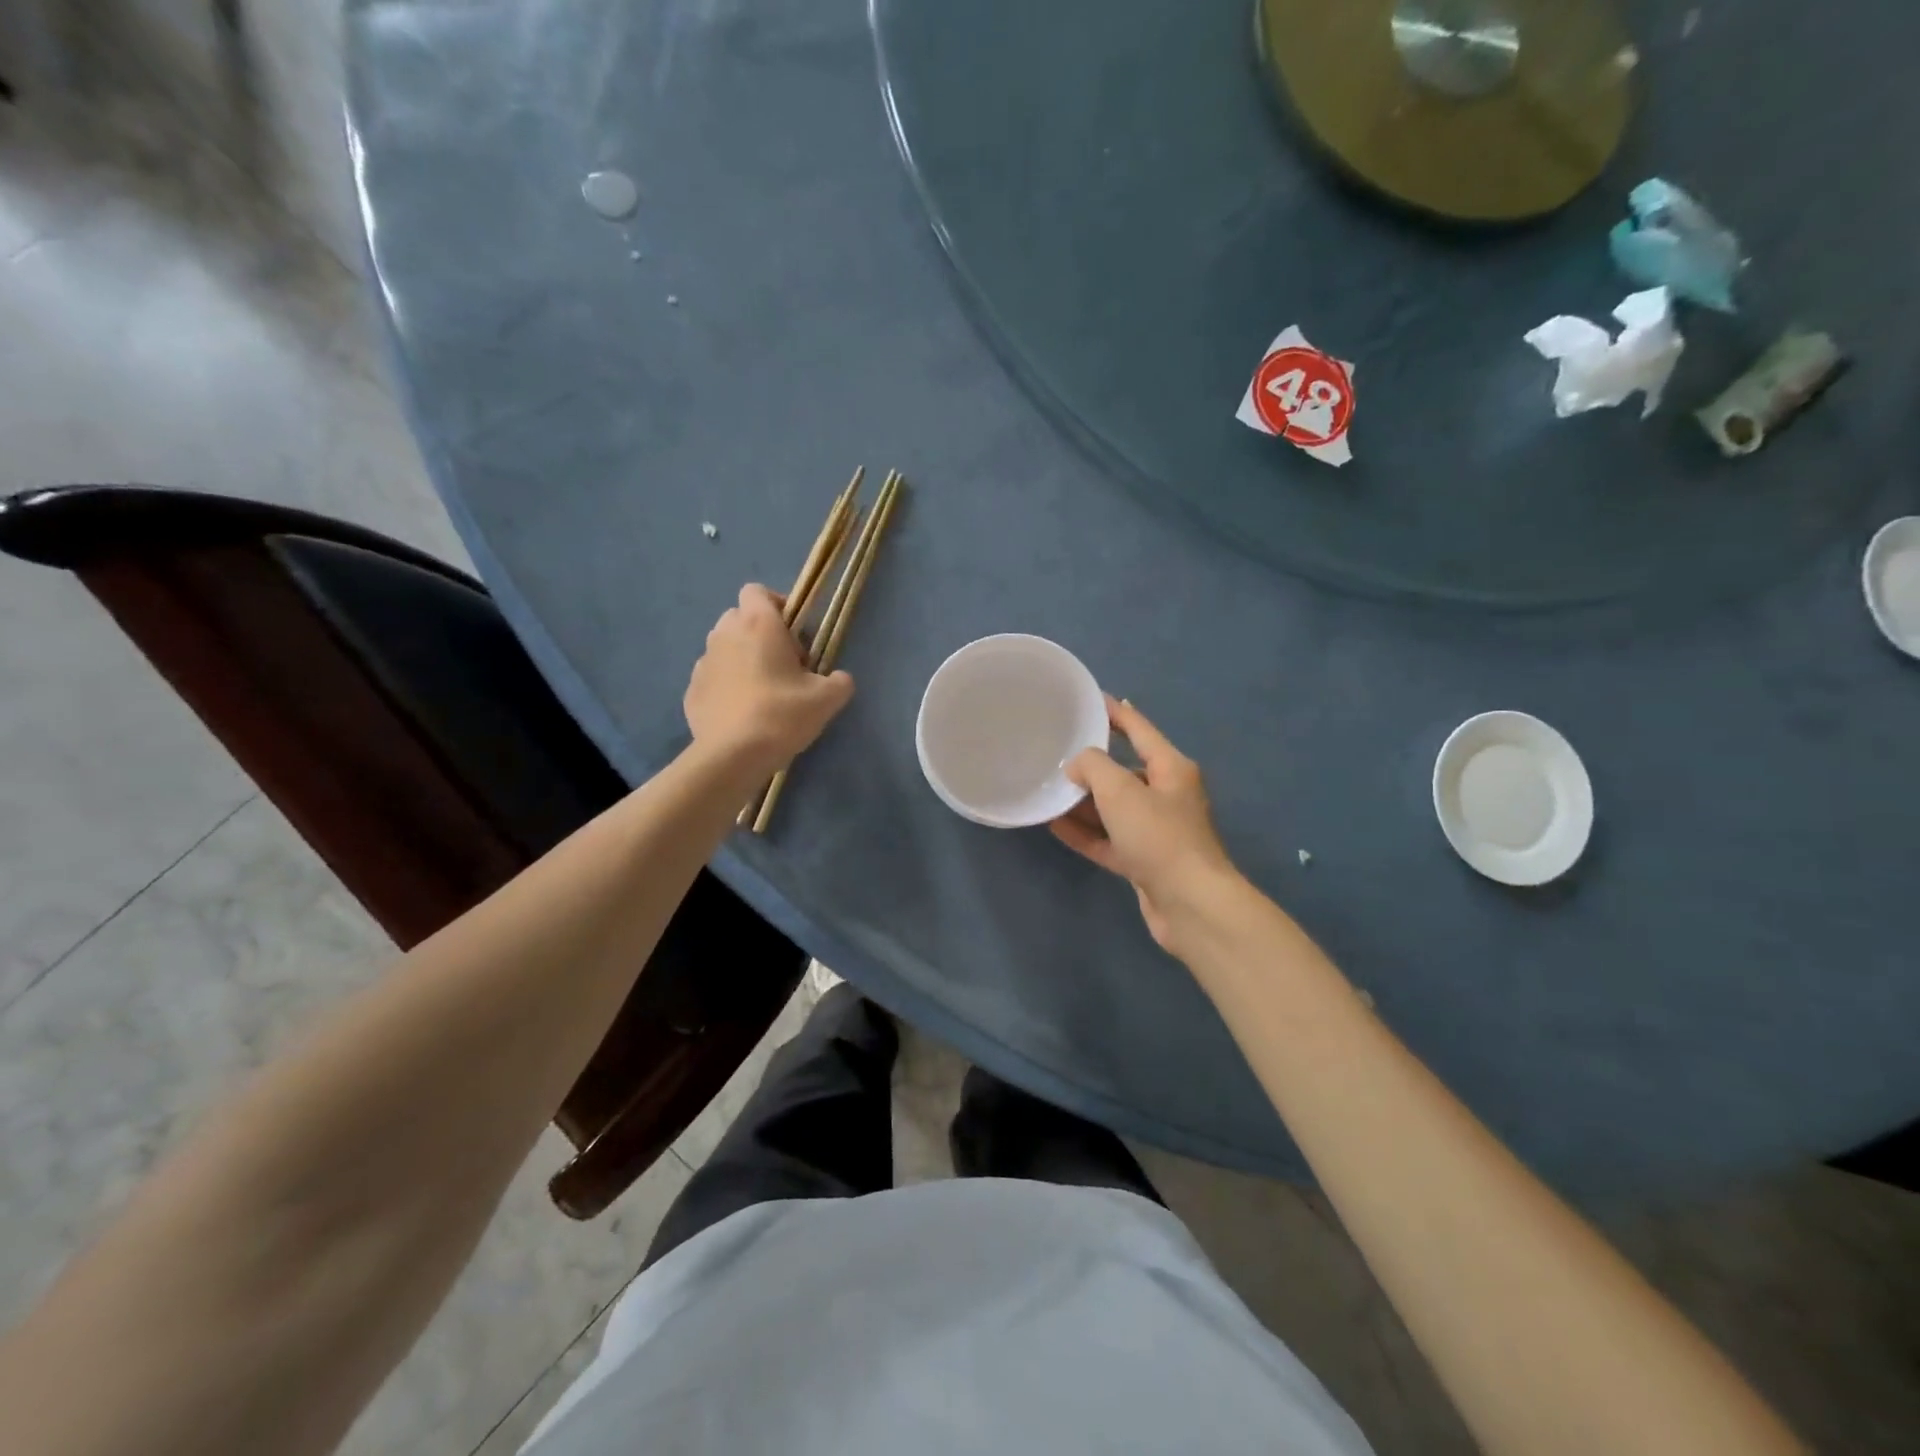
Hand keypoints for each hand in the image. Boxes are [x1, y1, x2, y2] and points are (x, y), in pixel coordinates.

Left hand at [685, 585, 853, 770]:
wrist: (733, 756)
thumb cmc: (782, 715)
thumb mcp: (827, 699)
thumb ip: (839, 681)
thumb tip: (839, 679)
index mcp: (758, 624)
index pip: (758, 591)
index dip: (776, 606)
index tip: (794, 634)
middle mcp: (725, 634)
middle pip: (739, 617)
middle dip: (759, 633)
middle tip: (783, 665)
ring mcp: (703, 662)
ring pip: (724, 647)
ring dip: (741, 659)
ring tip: (761, 691)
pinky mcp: (691, 690)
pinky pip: (712, 678)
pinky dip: (725, 686)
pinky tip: (742, 713)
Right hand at [1051, 697, 1242, 953]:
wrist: (1191, 904)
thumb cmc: (1159, 836)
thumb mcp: (1120, 790)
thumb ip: (1093, 767)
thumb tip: (1077, 766)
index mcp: (1171, 768)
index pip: (1139, 729)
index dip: (1115, 712)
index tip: (1092, 698)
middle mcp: (1166, 795)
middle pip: (1124, 770)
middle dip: (1092, 763)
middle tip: (1056, 751)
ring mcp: (1155, 831)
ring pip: (1113, 808)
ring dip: (1083, 801)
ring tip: (1048, 790)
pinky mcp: (1144, 861)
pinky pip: (1108, 839)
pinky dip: (1085, 832)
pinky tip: (1055, 826)